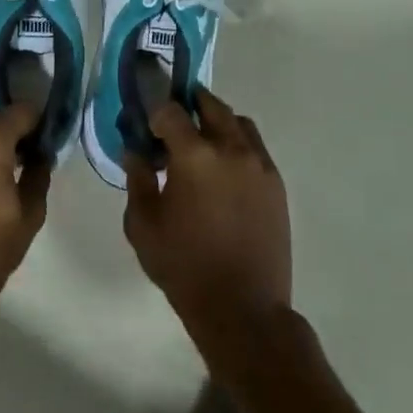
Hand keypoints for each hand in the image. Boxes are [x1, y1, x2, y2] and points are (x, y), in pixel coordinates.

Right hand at [124, 88, 291, 354]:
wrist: (244, 309)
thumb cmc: (185, 267)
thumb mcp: (143, 226)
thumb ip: (137, 180)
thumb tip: (136, 152)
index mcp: (194, 155)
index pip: (171, 110)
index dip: (155, 110)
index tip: (147, 123)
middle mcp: (231, 148)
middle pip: (211, 104)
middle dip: (190, 103)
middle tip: (175, 119)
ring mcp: (259, 164)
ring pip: (238, 122)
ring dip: (218, 121)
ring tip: (203, 142)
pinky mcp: (276, 183)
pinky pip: (255, 147)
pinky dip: (238, 144)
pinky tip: (225, 170)